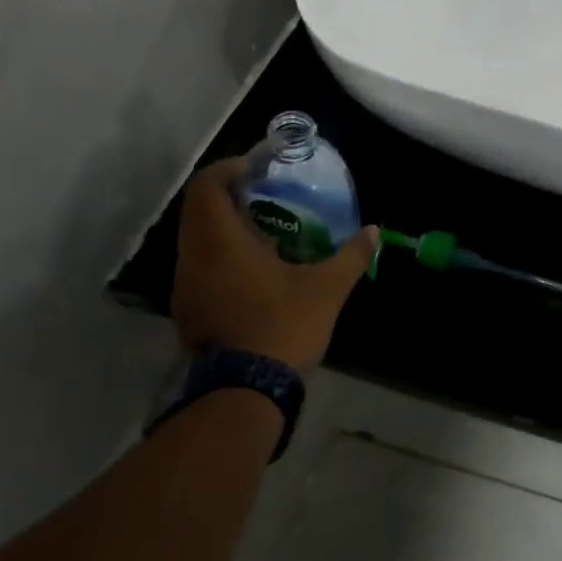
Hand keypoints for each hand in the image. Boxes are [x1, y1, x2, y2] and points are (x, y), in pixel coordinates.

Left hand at [170, 158, 378, 371]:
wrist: (246, 392)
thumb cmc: (284, 326)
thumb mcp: (327, 288)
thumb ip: (352, 255)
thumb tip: (374, 230)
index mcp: (220, 241)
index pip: (208, 185)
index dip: (230, 168)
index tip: (259, 169)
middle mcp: (193, 257)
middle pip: (198, 209)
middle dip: (229, 194)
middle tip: (267, 194)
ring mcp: (186, 286)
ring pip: (196, 238)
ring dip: (224, 225)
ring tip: (265, 228)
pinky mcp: (189, 309)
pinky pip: (199, 264)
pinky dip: (221, 253)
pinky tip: (254, 267)